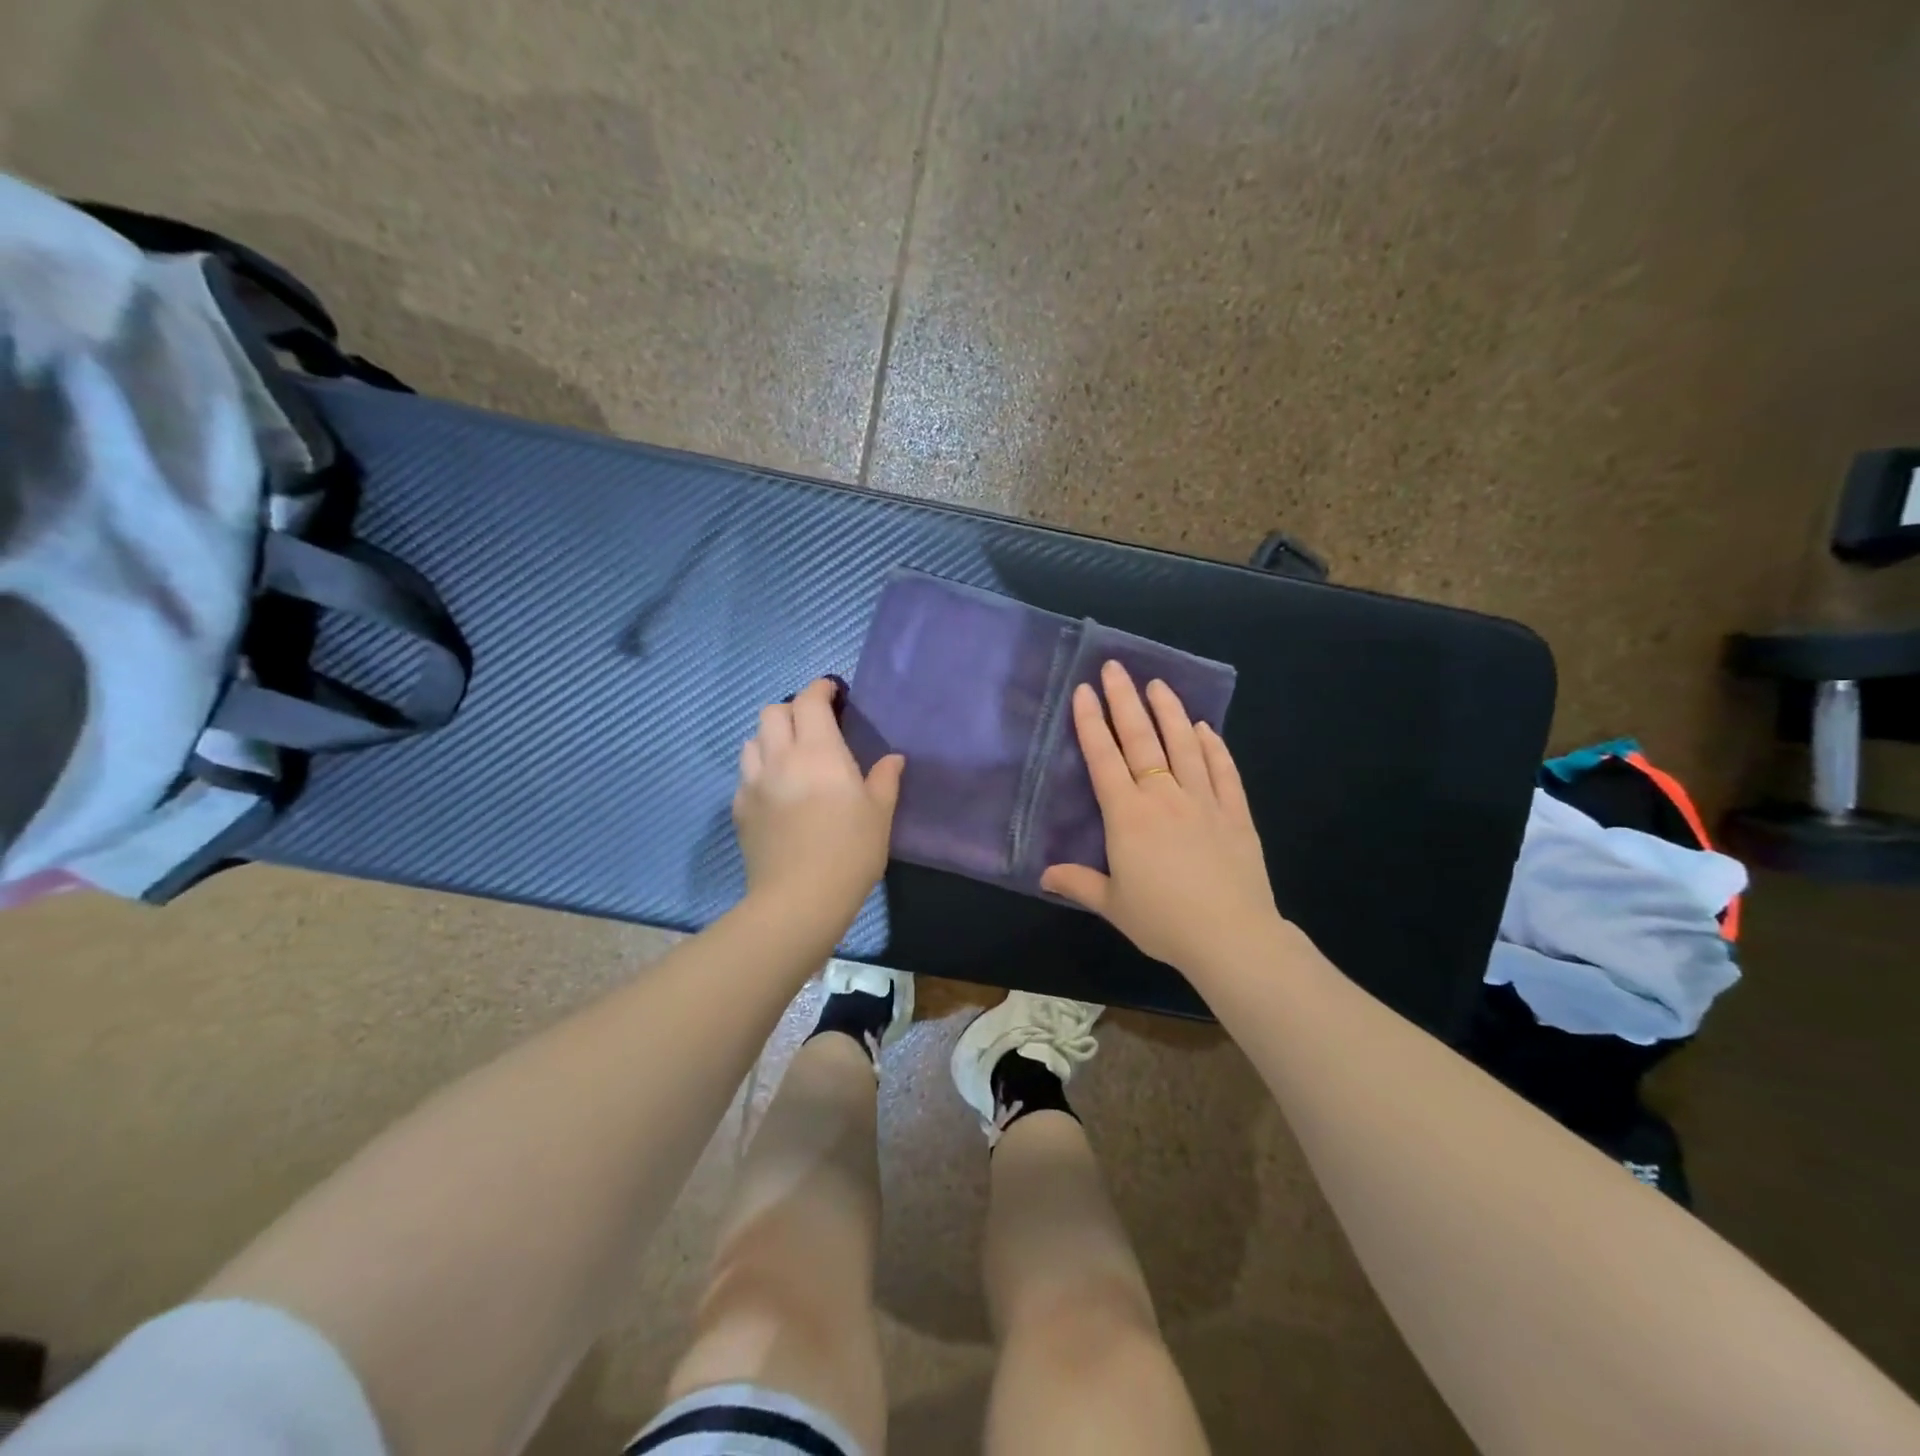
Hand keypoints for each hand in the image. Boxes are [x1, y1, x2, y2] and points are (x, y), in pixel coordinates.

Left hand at [733, 677, 904, 928]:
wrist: (799, 899)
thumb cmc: (850, 852)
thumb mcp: (879, 814)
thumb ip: (885, 779)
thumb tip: (893, 758)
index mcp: (818, 751)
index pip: (809, 701)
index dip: (820, 689)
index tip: (833, 692)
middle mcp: (780, 757)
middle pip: (772, 712)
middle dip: (792, 709)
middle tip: (813, 727)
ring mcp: (754, 783)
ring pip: (752, 740)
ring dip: (771, 738)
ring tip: (790, 756)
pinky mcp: (740, 809)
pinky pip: (746, 774)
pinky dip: (760, 770)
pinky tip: (776, 791)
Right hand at [1041, 661, 1284, 974]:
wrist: (1231, 937)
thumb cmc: (1163, 921)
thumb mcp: (1113, 905)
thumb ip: (1079, 883)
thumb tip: (1045, 875)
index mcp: (1128, 816)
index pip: (1104, 759)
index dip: (1091, 723)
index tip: (1084, 691)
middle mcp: (1163, 797)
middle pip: (1141, 740)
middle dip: (1124, 700)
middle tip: (1115, 667)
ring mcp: (1203, 801)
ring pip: (1184, 745)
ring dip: (1169, 711)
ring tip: (1158, 684)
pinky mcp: (1236, 813)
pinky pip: (1223, 771)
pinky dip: (1213, 746)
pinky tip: (1205, 728)